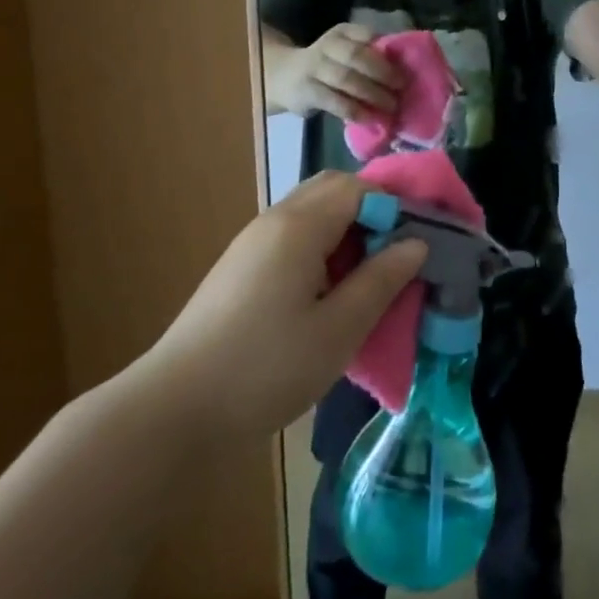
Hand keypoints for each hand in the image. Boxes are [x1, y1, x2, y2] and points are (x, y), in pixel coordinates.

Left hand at [146, 173, 427, 438]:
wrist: (175, 411)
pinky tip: (330, 295)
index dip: (397, 205)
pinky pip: (293, 238)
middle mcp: (274, 220)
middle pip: (334, 191)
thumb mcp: (338, 330)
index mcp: (300, 225)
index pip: (360, 187)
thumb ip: (381, 280)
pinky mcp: (241, 268)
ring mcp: (253, 243)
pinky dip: (323, 250)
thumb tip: (415, 243)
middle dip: (373, 212)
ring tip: (370, 279)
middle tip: (398, 256)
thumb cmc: (266, 368)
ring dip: (347, 233)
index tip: (424, 239)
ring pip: (313, 214)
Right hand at [270, 23, 403, 123]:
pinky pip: (335, 101)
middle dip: (383, 72)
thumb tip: (405, 70)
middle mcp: (326, 46)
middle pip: (357, 56)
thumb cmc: (326, 66)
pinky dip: (355, 110)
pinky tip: (371, 118)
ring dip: (372, 93)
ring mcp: (314, 68)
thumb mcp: (344, 52)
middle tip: (402, 87)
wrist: (283, 77)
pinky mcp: (307, 91)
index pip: (365, 35)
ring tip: (392, 106)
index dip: (386, 49)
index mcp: (341, 33)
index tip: (406, 65)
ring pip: (346, 78)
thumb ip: (368, 55)